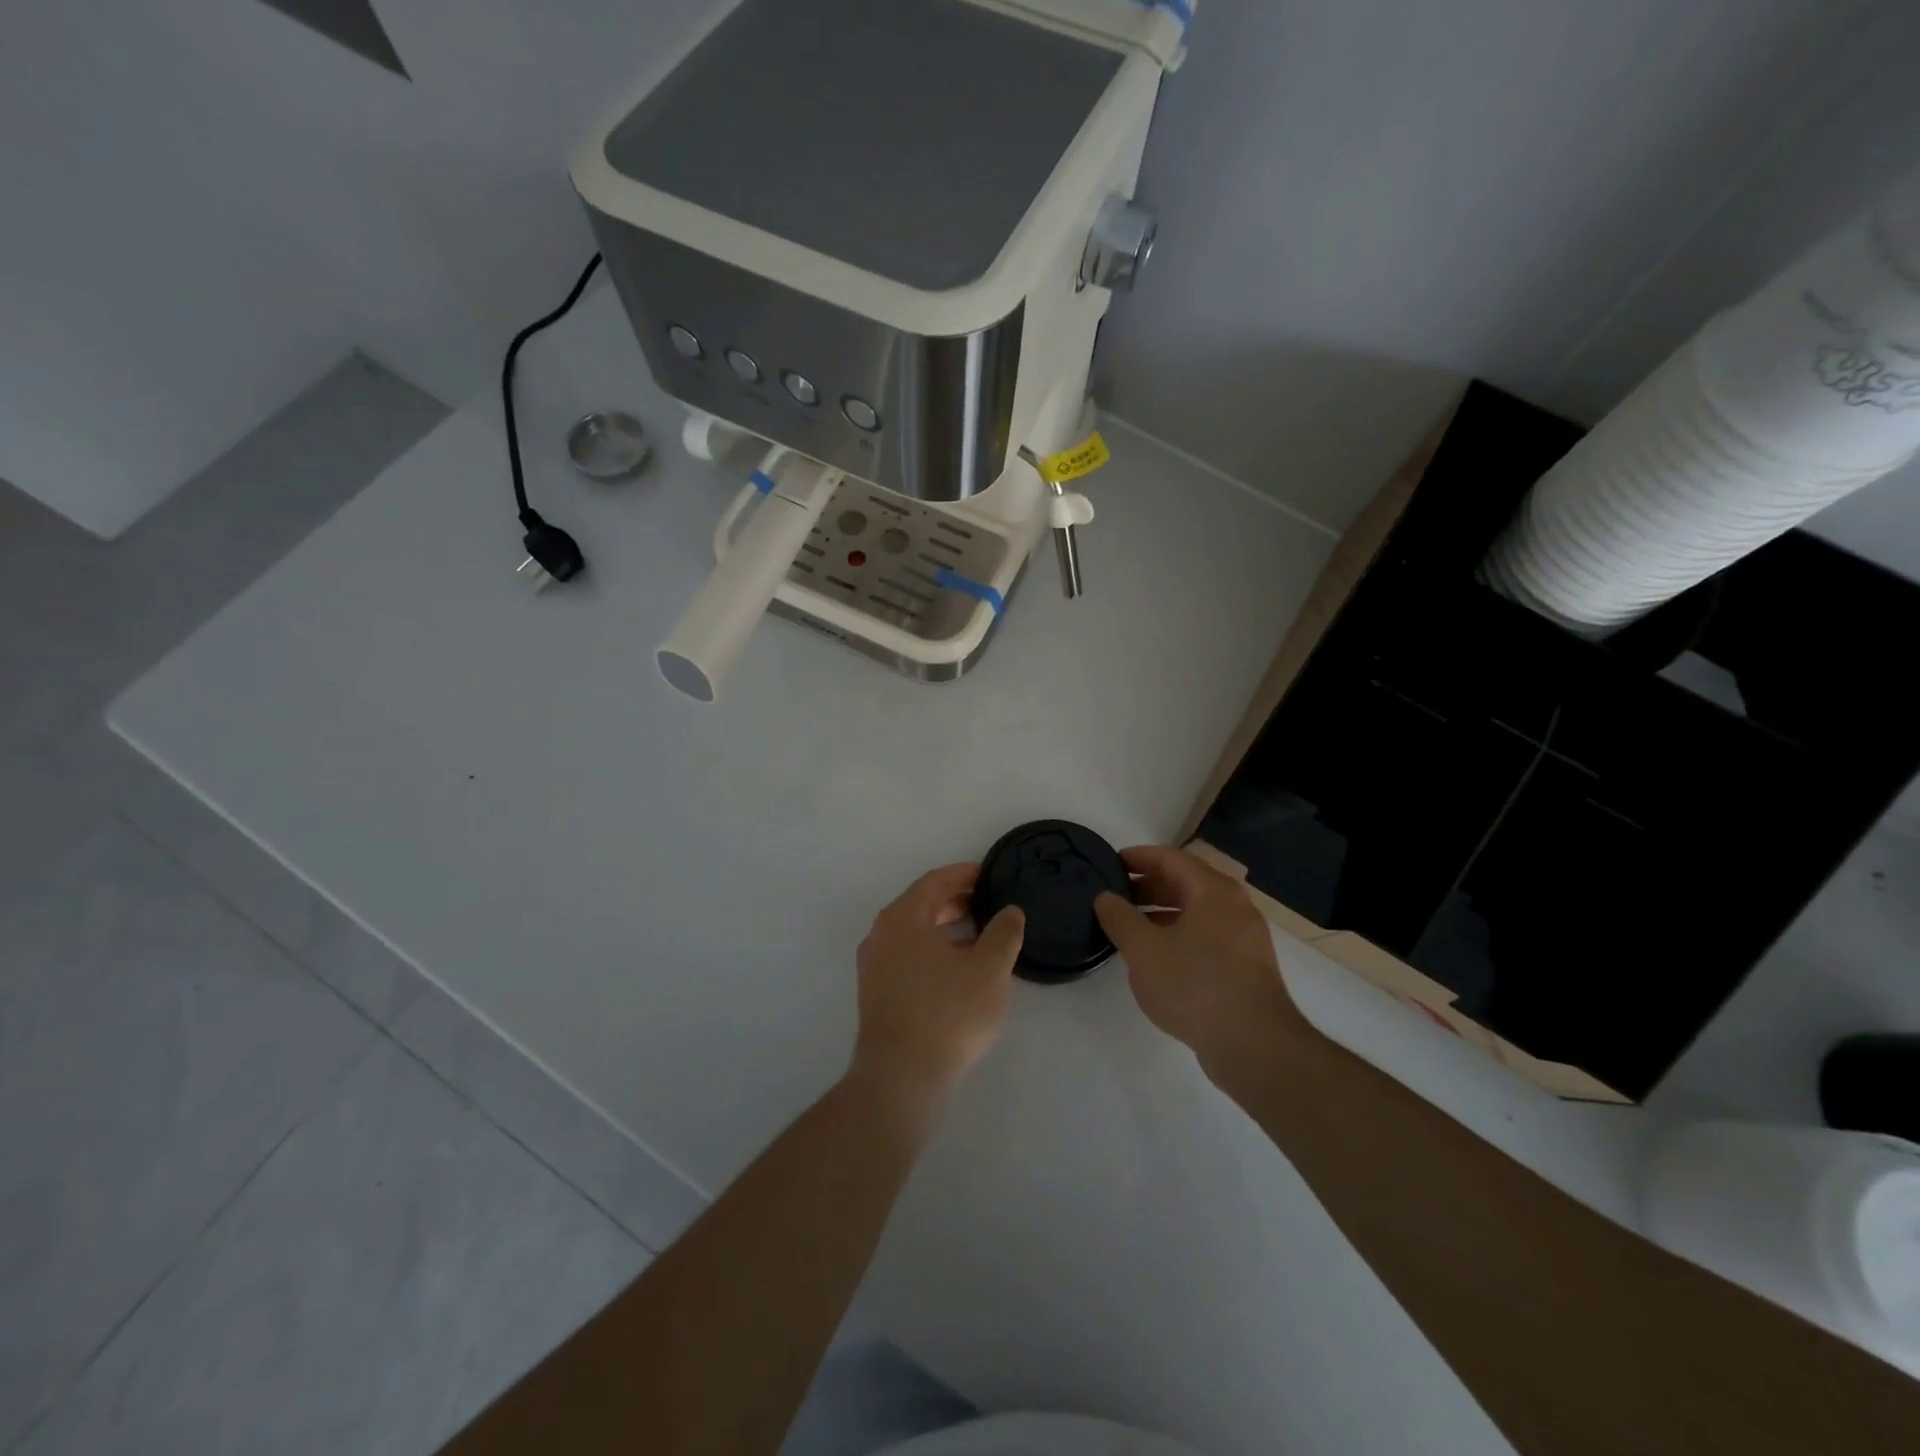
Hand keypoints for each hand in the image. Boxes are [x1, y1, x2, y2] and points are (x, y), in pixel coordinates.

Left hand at [852, 863, 1025, 1103]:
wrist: (901, 1076)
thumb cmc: (948, 1013)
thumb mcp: (989, 970)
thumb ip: (1003, 933)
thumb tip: (1010, 911)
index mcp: (903, 917)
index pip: (935, 881)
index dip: (965, 874)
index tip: (991, 874)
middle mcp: (881, 933)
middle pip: (921, 904)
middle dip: (955, 900)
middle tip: (989, 902)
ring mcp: (874, 964)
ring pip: (913, 931)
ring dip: (945, 926)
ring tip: (979, 934)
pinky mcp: (875, 991)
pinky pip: (906, 954)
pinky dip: (932, 949)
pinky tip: (957, 968)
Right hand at [1095, 845, 1312, 1075]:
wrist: (1254, 1045)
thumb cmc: (1194, 985)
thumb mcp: (1143, 950)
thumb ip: (1119, 918)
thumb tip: (1105, 897)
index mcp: (1213, 890)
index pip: (1171, 858)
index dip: (1138, 857)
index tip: (1110, 862)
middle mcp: (1235, 905)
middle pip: (1186, 881)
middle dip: (1149, 885)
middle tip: (1116, 896)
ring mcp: (1245, 937)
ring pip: (1197, 911)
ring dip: (1162, 912)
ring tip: (1130, 927)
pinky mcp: (1247, 966)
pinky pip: (1207, 935)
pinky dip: (1179, 934)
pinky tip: (1158, 957)